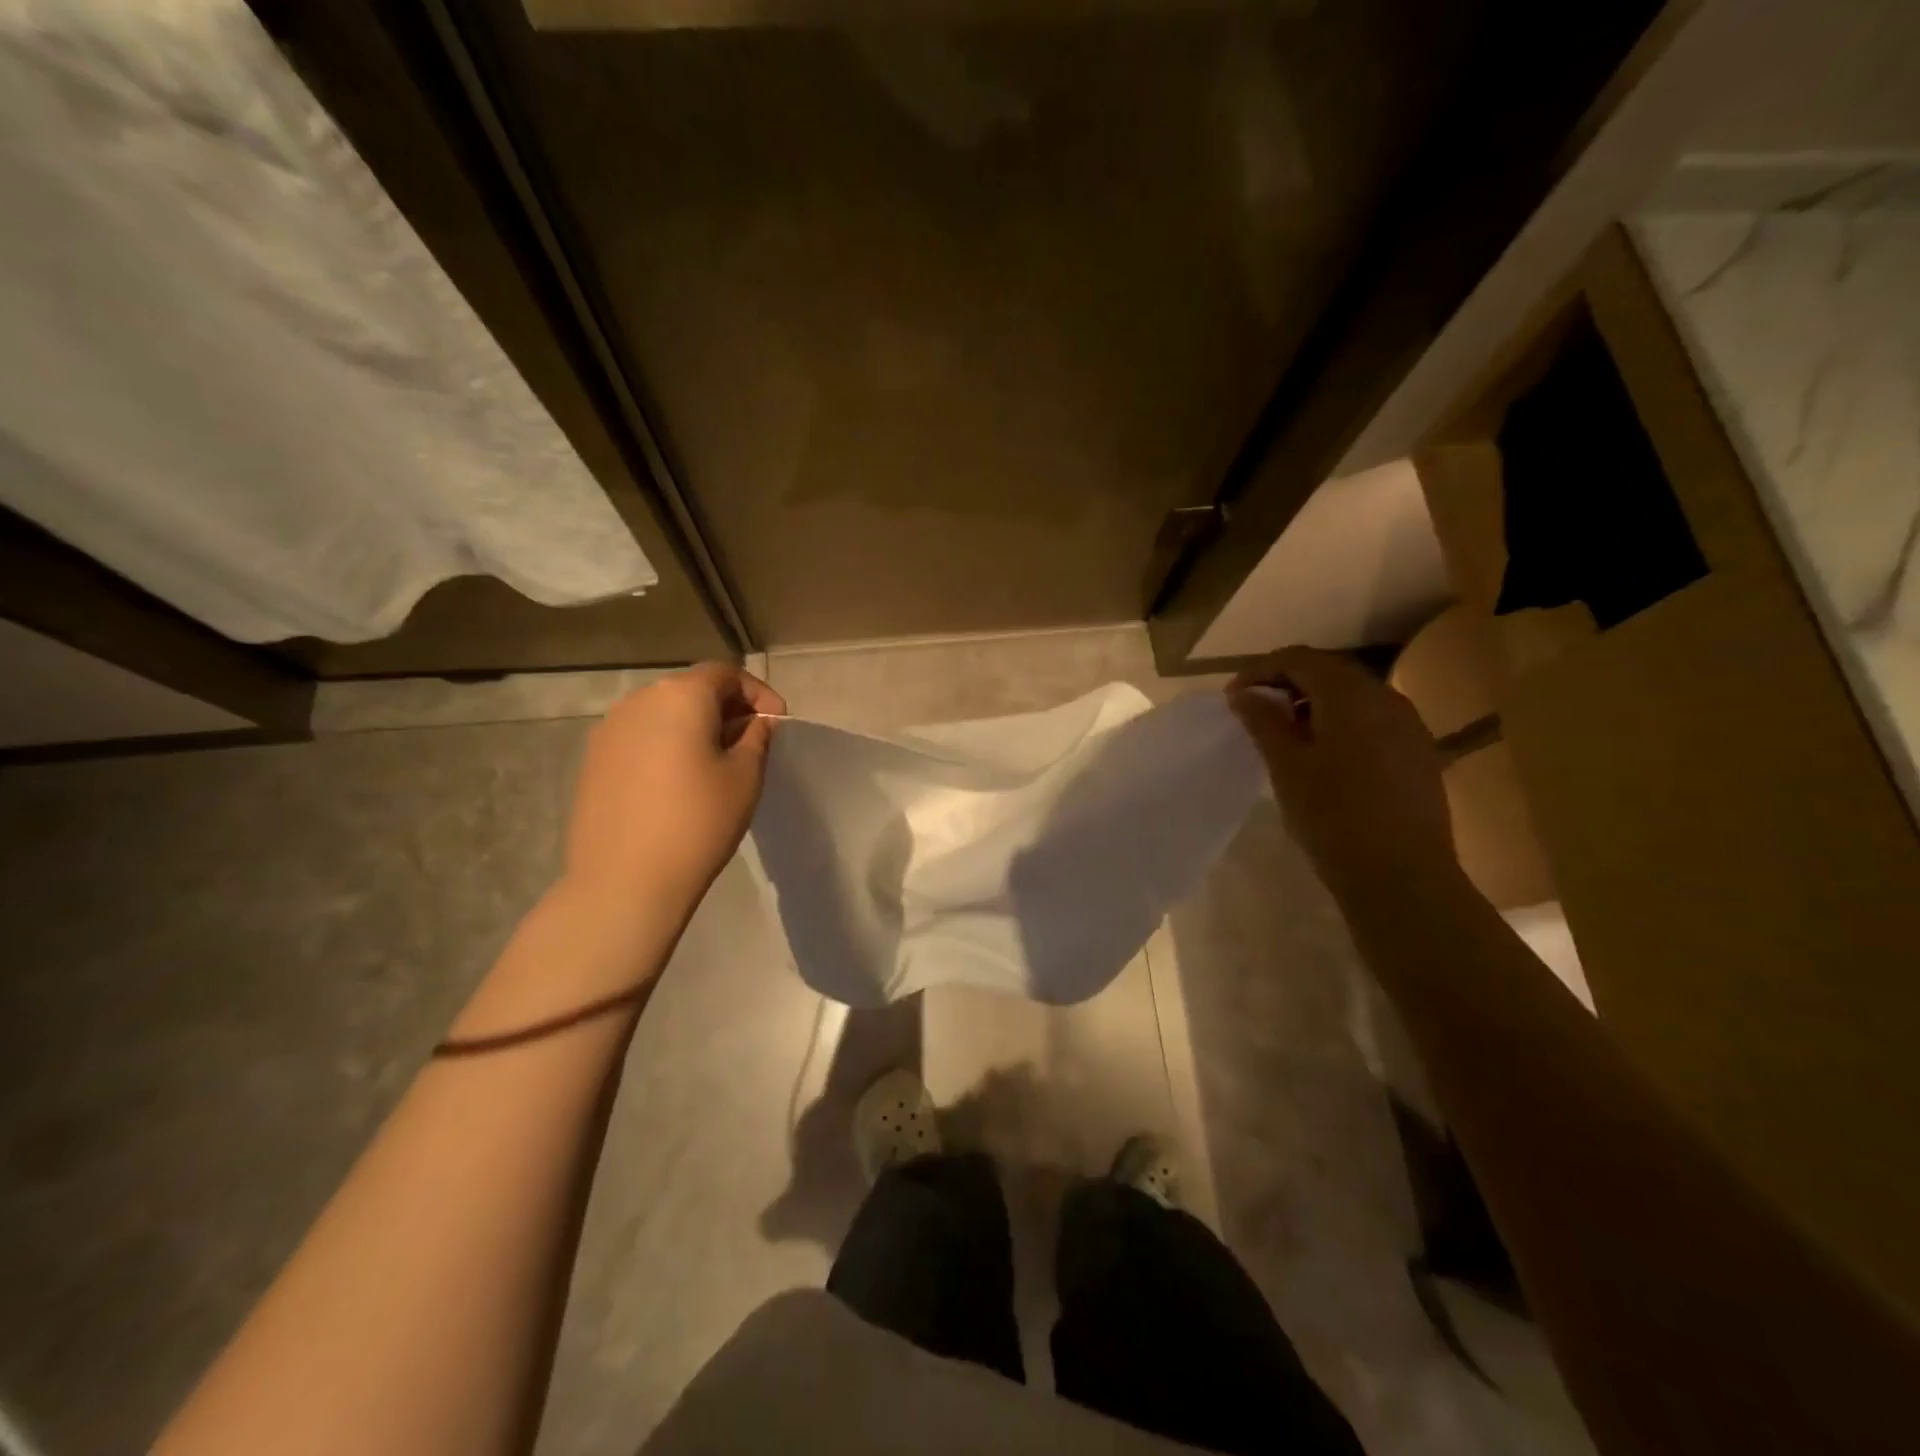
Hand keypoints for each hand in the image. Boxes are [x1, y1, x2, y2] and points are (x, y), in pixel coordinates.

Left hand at [563, 663, 785, 913]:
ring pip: (664, 713)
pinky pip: (641, 737)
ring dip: (695, 726)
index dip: (757, 693)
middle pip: (692, 689)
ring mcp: (609, 729)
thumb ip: (756, 737)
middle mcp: (639, 700)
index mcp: (681, 695)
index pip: (726, 674)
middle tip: (750, 742)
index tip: (777, 723)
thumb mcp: (745, 776)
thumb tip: (757, 721)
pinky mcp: (594, 760)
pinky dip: (667, 745)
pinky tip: (678, 782)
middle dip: (726, 708)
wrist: (624, 881)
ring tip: (716, 763)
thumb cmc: (698, 822)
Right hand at [1227, 647, 1456, 904]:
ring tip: (1286, 735)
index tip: (1234, 696)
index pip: (1300, 659)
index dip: (1262, 670)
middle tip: (1255, 712)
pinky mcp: (1418, 754)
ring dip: (1315, 705)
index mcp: (1351, 695)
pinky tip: (1324, 756)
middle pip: (1330, 673)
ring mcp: (1409, 726)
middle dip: (1289, 684)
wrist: (1403, 876)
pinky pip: (1372, 722)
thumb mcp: (1287, 766)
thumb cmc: (1333, 816)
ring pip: (1354, 698)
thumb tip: (1244, 693)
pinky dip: (1341, 725)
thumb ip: (1264, 722)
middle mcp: (1386, 698)